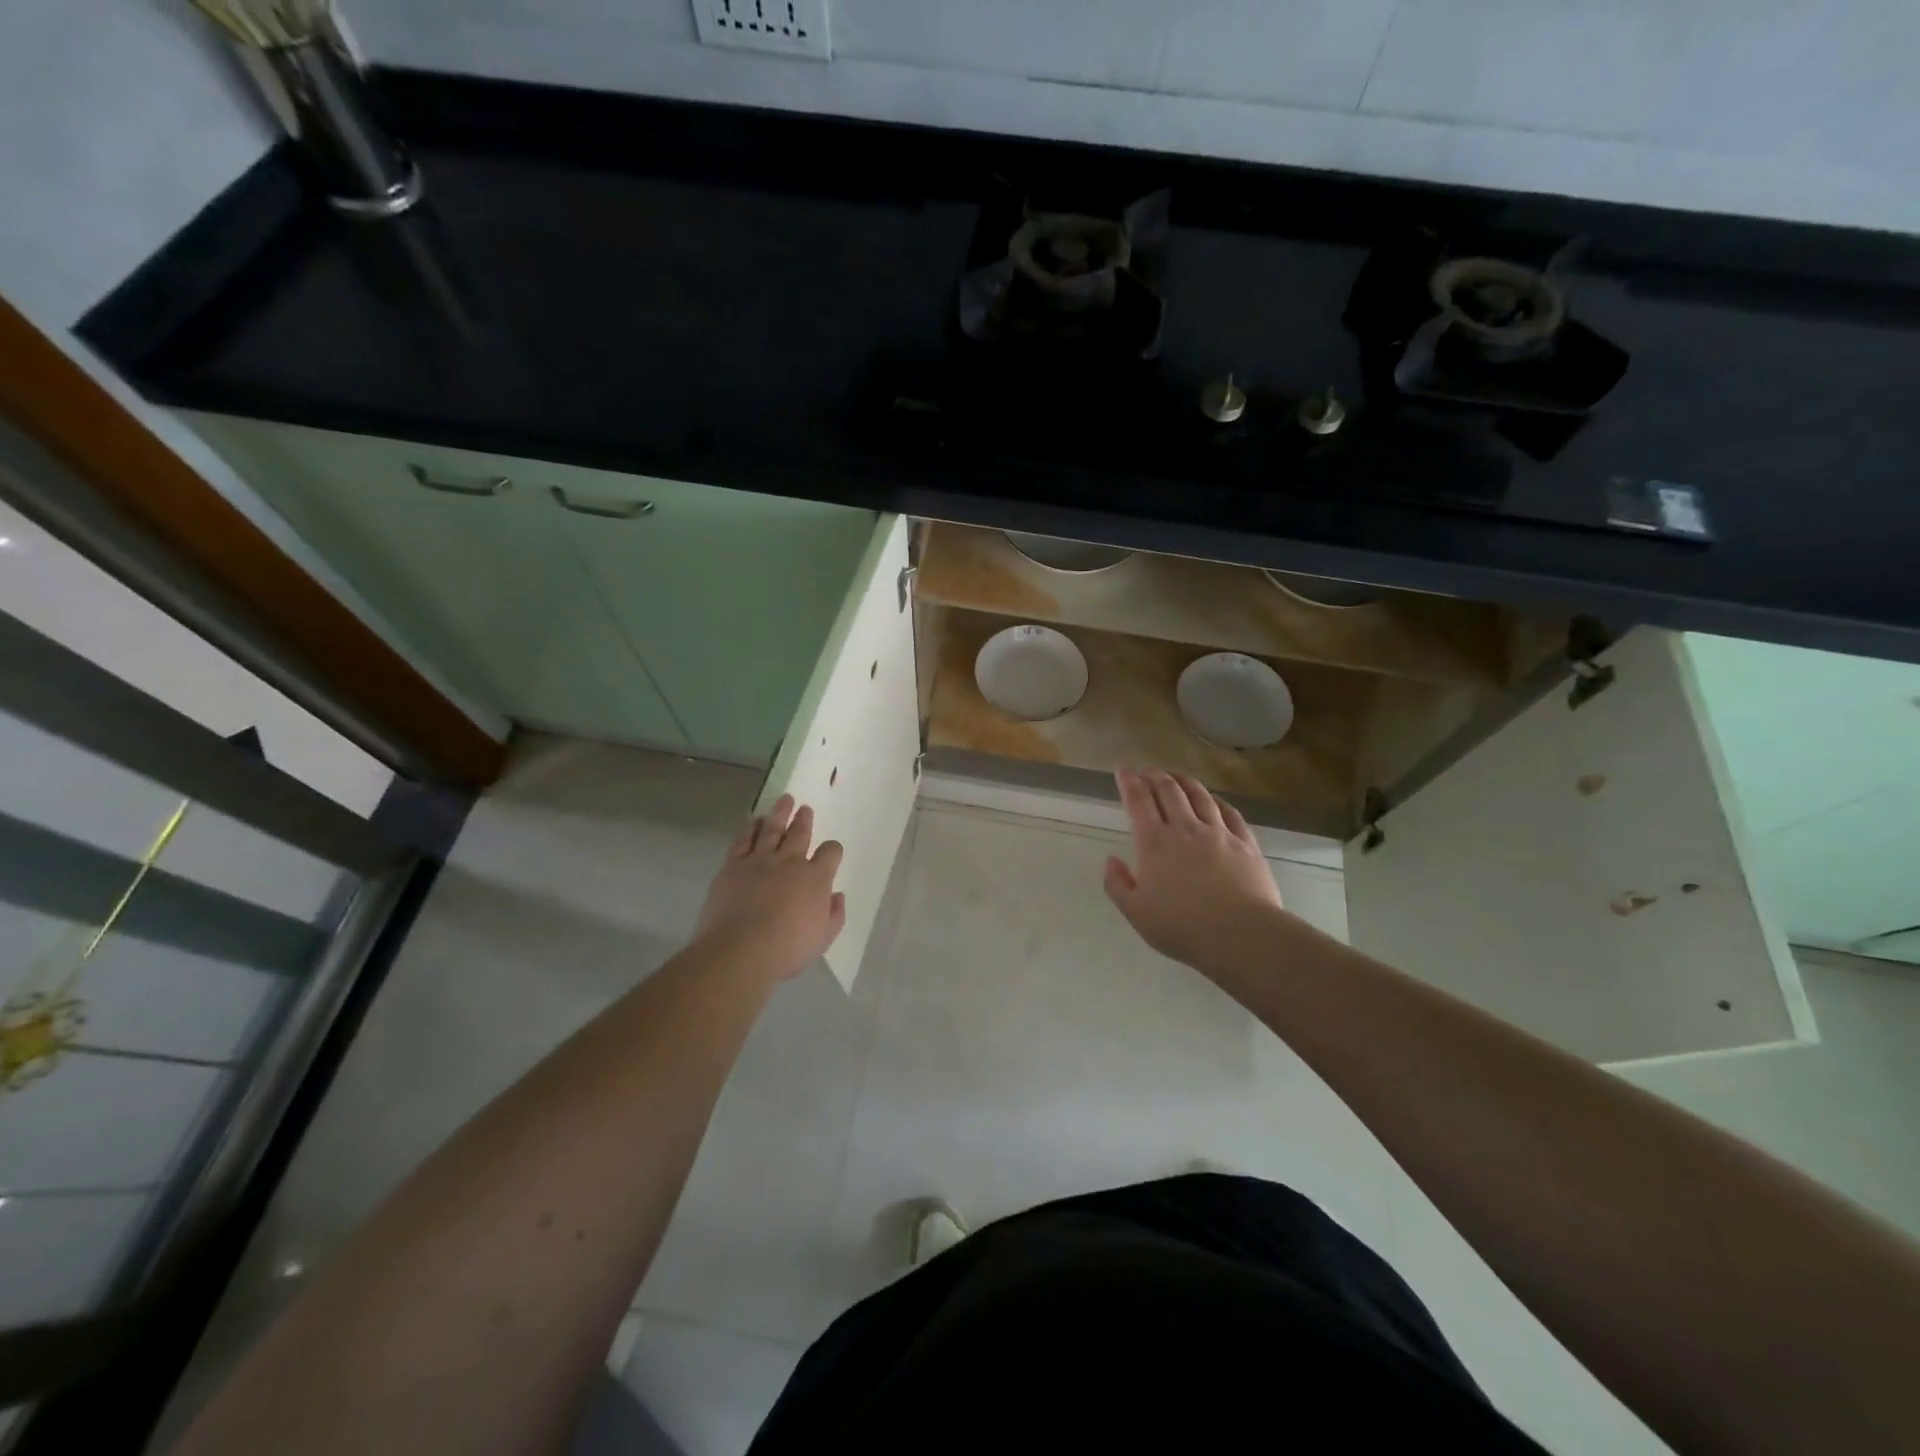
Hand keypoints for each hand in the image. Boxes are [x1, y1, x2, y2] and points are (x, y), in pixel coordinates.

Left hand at [695, 794, 845, 980]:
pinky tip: (754, 821)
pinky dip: (750, 828)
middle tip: (805, 808)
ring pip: (772, 829)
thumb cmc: (787, 949)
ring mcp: (759, 860)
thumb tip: (837, 896)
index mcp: (816, 878)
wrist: (740, 950)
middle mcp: (790, 862)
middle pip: (800, 833)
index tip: (831, 851)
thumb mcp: (823, 938)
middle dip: (804, 820)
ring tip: (785, 800)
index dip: (833, 850)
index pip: (830, 853)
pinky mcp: (733, 865)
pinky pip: (743, 840)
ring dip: (780, 813)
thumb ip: (834, 915)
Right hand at [1103, 768, 1282, 970]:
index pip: (1138, 801)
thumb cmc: (1182, 927)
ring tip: (1176, 775)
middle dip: (1154, 775)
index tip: (1122, 769)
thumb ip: (1118, 884)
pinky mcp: (1245, 843)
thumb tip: (1111, 860)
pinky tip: (1214, 800)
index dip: (1128, 782)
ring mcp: (1218, 833)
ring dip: (1184, 781)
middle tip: (1146, 770)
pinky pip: (1230, 813)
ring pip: (1200, 796)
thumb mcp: (1136, 913)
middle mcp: (1185, 828)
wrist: (1241, 934)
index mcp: (1155, 842)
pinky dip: (1217, 801)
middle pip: (1169, 790)